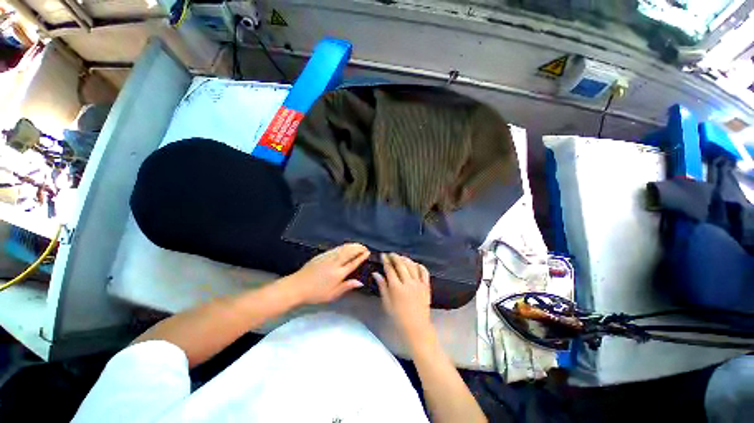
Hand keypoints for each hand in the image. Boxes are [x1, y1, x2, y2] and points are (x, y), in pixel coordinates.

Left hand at [281, 243, 369, 304]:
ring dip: (352, 245)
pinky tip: (345, 246)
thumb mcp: (332, 295)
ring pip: (343, 248)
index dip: (361, 257)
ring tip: (358, 245)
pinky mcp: (322, 255)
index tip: (368, 252)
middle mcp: (335, 263)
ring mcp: (328, 257)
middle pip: (349, 252)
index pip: (353, 263)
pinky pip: (335, 248)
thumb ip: (347, 286)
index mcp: (338, 273)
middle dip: (358, 248)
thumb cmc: (316, 293)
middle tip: (365, 247)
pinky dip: (343, 246)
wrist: (297, 286)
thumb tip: (360, 282)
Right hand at [374, 253, 432, 342]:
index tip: (383, 255)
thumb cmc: (398, 317)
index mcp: (396, 287)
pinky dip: (419, 266)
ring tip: (401, 257)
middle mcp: (408, 282)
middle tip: (391, 254)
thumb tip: (376, 273)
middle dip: (395, 257)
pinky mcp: (426, 286)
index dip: (386, 260)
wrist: (416, 327)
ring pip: (412, 266)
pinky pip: (424, 272)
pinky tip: (415, 263)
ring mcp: (418, 283)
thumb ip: (382, 286)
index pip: (390, 269)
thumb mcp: (387, 303)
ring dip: (406, 259)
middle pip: (401, 264)